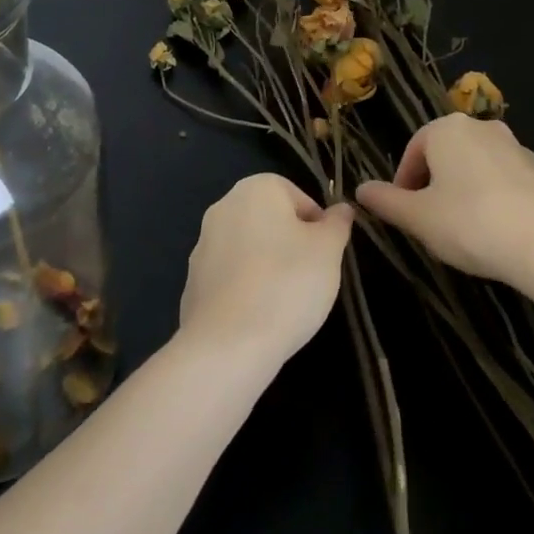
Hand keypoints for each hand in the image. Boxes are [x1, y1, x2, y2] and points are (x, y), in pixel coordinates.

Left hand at [178, 173, 354, 367]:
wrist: (228, 345)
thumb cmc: (287, 284)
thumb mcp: (328, 250)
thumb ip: (337, 223)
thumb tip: (341, 209)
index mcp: (256, 188)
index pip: (300, 198)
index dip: (318, 228)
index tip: (324, 257)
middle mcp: (224, 206)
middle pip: (272, 222)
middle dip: (292, 246)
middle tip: (309, 278)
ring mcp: (203, 244)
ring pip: (251, 249)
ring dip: (269, 268)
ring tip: (285, 302)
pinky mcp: (193, 281)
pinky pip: (231, 278)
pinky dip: (246, 290)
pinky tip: (258, 316)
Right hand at [355, 115, 533, 289]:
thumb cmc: (471, 224)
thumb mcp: (418, 218)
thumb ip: (386, 202)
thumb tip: (360, 189)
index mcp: (447, 129)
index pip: (413, 151)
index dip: (403, 185)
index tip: (404, 215)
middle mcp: (481, 127)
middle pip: (445, 155)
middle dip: (434, 186)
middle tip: (431, 223)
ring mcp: (516, 147)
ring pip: (476, 167)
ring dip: (464, 191)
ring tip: (464, 230)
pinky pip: (506, 181)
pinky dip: (495, 199)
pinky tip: (497, 232)